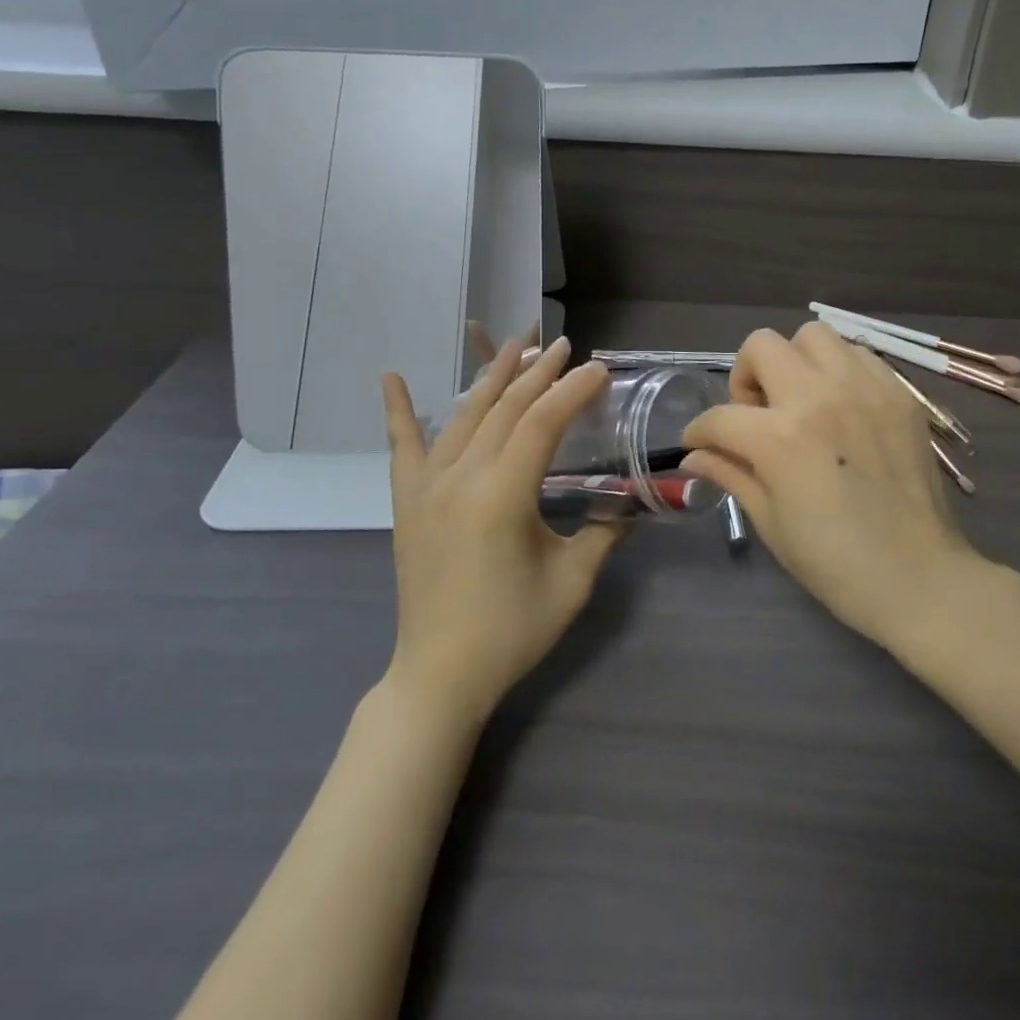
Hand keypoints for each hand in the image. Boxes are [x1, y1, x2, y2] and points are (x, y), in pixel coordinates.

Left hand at [380, 337, 624, 724]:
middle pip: (504, 409)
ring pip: (463, 415)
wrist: (440, 674)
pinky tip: (391, 377)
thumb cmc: (512, 630)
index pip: (541, 424)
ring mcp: (427, 487)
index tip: (598, 370)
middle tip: (565, 347)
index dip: (572, 392)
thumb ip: (604, 533)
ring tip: (515, 346)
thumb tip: (629, 504)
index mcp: (501, 496)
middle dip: (538, 373)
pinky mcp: (407, 501)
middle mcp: (460, 478)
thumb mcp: (572, 582)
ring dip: (491, 377)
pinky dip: (398, 410)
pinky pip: (402, 447)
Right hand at [681, 323, 987, 649]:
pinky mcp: (899, 393)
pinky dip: (839, 369)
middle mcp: (820, 396)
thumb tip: (694, 456)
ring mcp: (865, 388)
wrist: (918, 577)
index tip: (700, 443)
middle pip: (761, 346)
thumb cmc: (834, 562)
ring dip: (794, 362)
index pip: (719, 416)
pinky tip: (841, 406)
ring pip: (813, 335)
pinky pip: (858, 354)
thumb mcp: (770, 522)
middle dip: (745, 377)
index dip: (699, 432)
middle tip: (757, 414)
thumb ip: (731, 474)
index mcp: (780, 437)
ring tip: (802, 401)